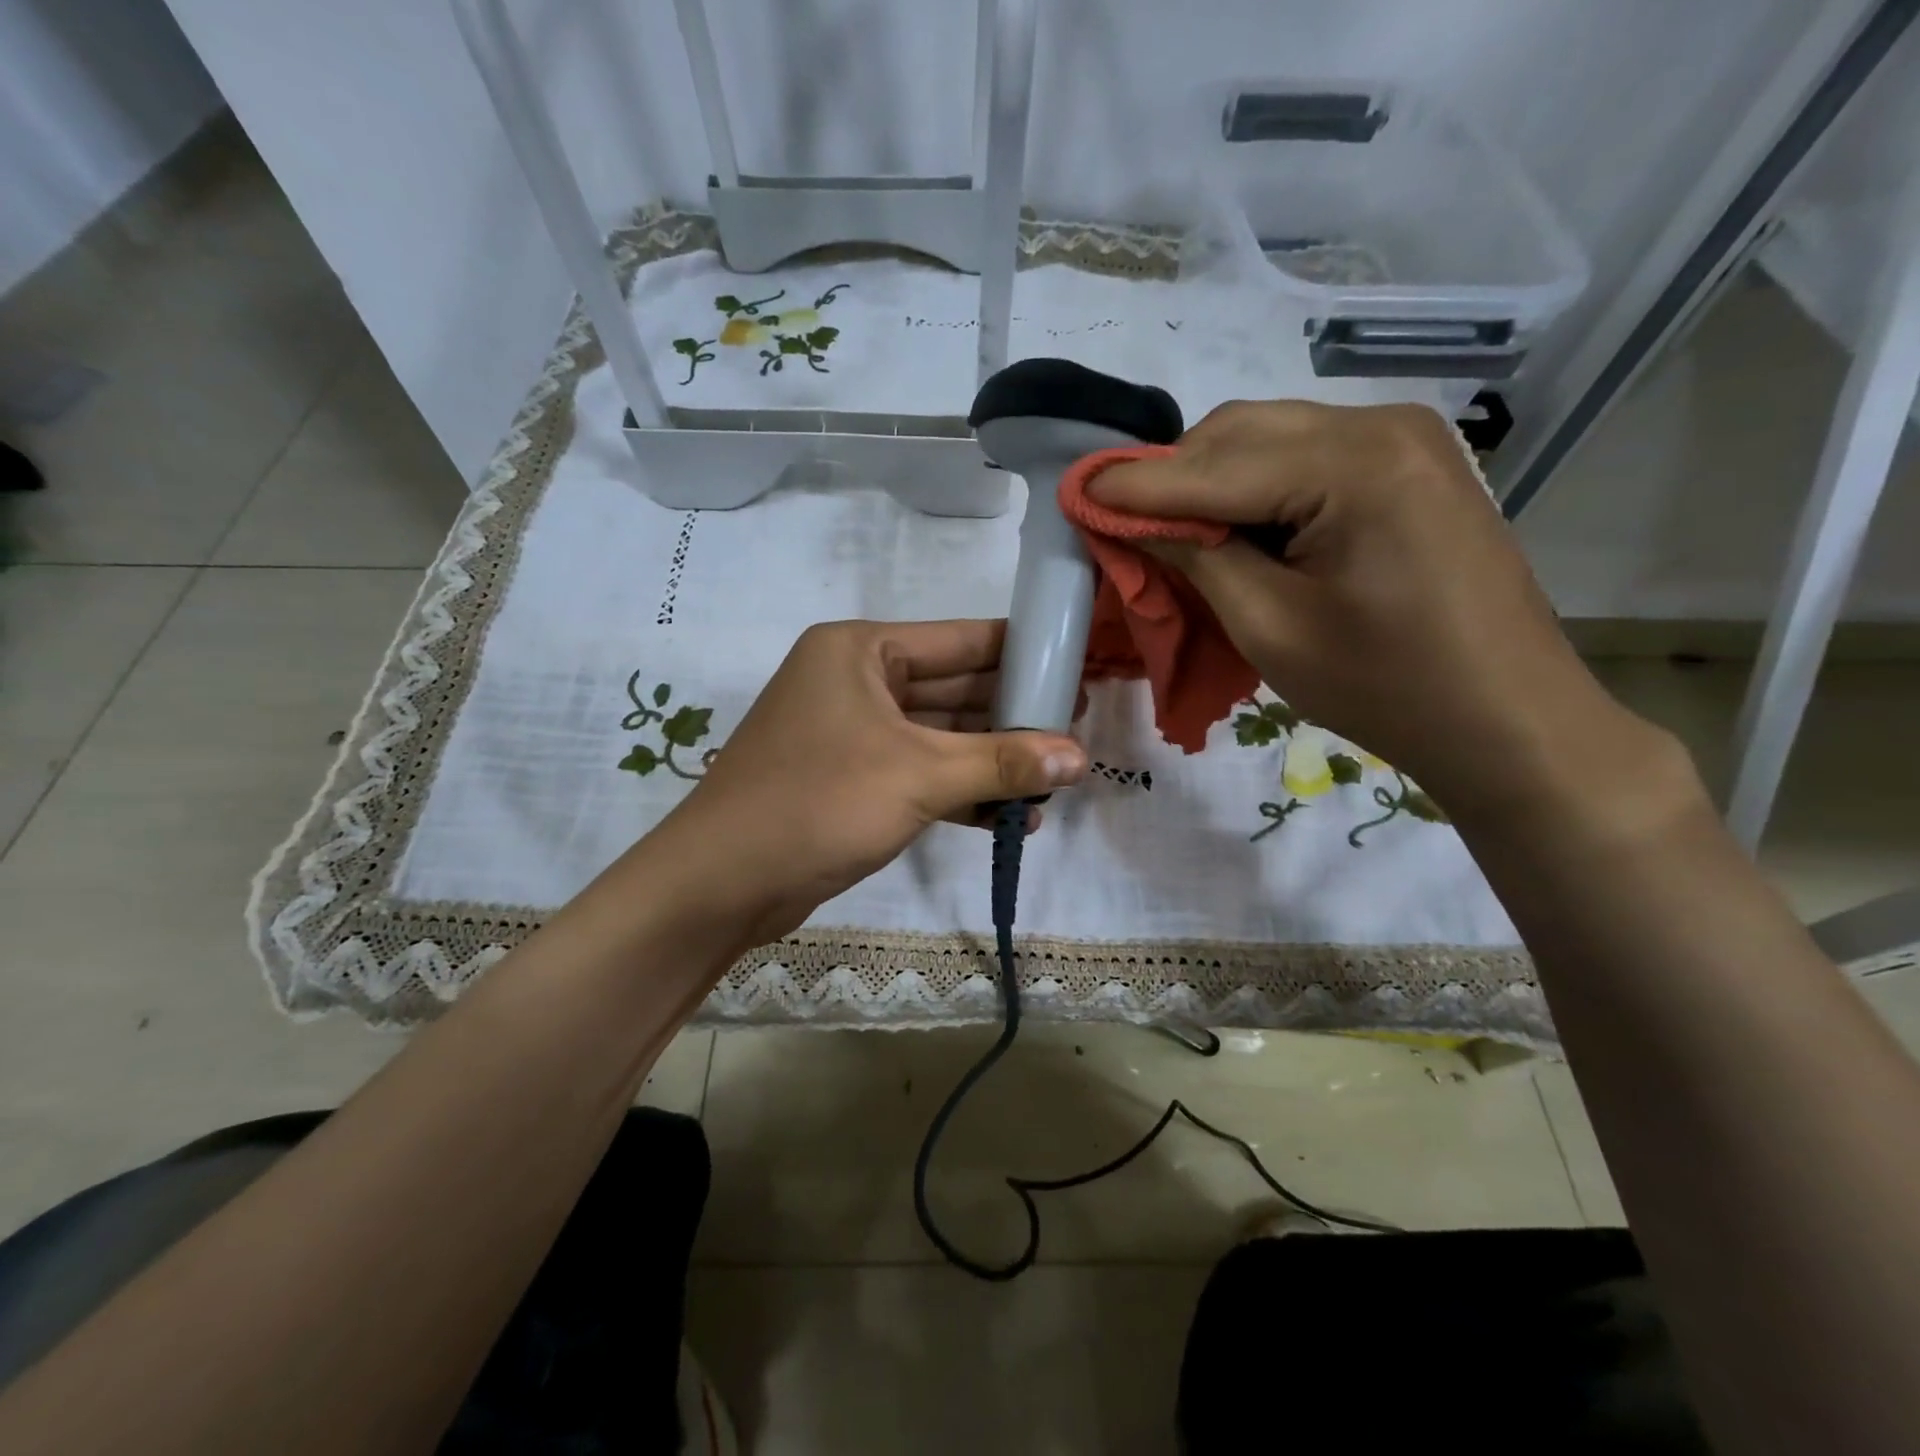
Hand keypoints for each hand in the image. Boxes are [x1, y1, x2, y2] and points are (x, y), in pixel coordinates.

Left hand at [647, 619, 1086, 948]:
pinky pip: (920, 773)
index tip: (1078, 669)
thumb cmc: (819, 803)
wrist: (722, 883)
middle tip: (1078, 732)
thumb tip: (1082, 758)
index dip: (1024, 654)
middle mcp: (857, 681)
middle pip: (955, 689)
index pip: (962, 640)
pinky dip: (961, 791)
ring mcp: (853, 733)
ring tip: (1057, 779)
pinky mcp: (853, 779)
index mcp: (862, 650)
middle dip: (1013, 716)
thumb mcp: (919, 776)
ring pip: (941, 737)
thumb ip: (1003, 763)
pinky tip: (1011, 817)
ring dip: (992, 761)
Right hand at [1089, 400, 1649, 816]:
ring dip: (1209, 480)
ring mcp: (1402, 440)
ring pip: (1267, 439)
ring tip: (1173, 533)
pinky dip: (1253, 487)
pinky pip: (1304, 457)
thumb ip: (1195, 557)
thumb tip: (1129, 519)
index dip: (1134, 486)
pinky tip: (1234, 528)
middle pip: (1239, 433)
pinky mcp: (1408, 465)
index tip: (1073, 495)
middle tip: (1123, 527)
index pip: (1212, 466)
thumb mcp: (1269, 627)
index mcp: (1354, 465)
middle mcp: (1380, 426)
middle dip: (1171, 477)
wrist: (1506, 719)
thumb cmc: (1385, 687)